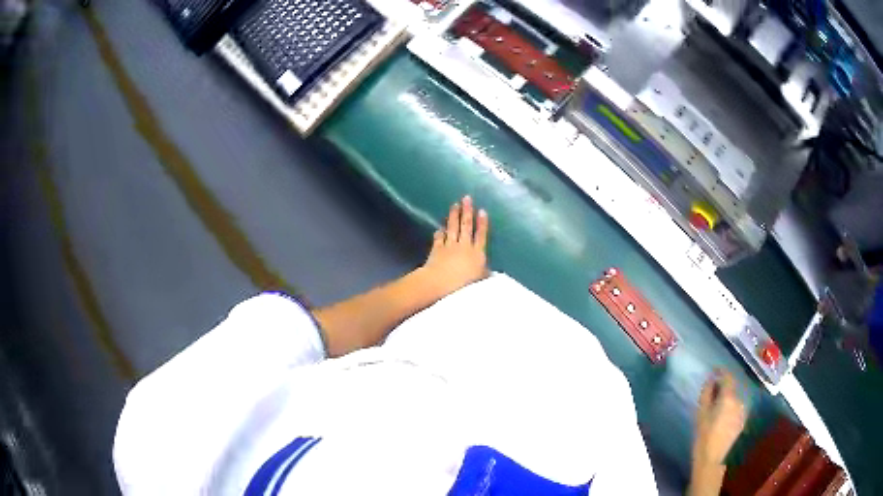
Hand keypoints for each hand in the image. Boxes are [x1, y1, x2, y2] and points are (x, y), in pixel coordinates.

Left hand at [420, 196, 489, 297]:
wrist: (440, 283)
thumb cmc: (464, 285)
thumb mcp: (481, 281)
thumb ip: (486, 274)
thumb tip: (493, 272)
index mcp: (477, 253)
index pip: (481, 235)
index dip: (482, 223)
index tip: (482, 210)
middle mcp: (464, 246)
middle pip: (466, 226)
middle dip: (467, 211)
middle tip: (466, 198)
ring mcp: (449, 246)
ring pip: (453, 228)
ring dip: (454, 216)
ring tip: (454, 205)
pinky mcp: (437, 249)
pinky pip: (439, 238)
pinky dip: (440, 232)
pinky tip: (440, 227)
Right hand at [693, 371, 747, 466]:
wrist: (712, 459)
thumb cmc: (703, 435)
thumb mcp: (701, 413)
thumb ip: (707, 393)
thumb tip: (711, 380)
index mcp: (729, 398)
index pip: (728, 377)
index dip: (721, 371)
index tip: (714, 370)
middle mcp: (739, 401)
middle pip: (731, 388)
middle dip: (723, 387)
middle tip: (712, 391)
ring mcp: (743, 411)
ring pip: (734, 398)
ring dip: (727, 398)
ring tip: (716, 405)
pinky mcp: (742, 421)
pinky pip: (736, 408)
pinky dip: (730, 407)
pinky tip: (722, 416)